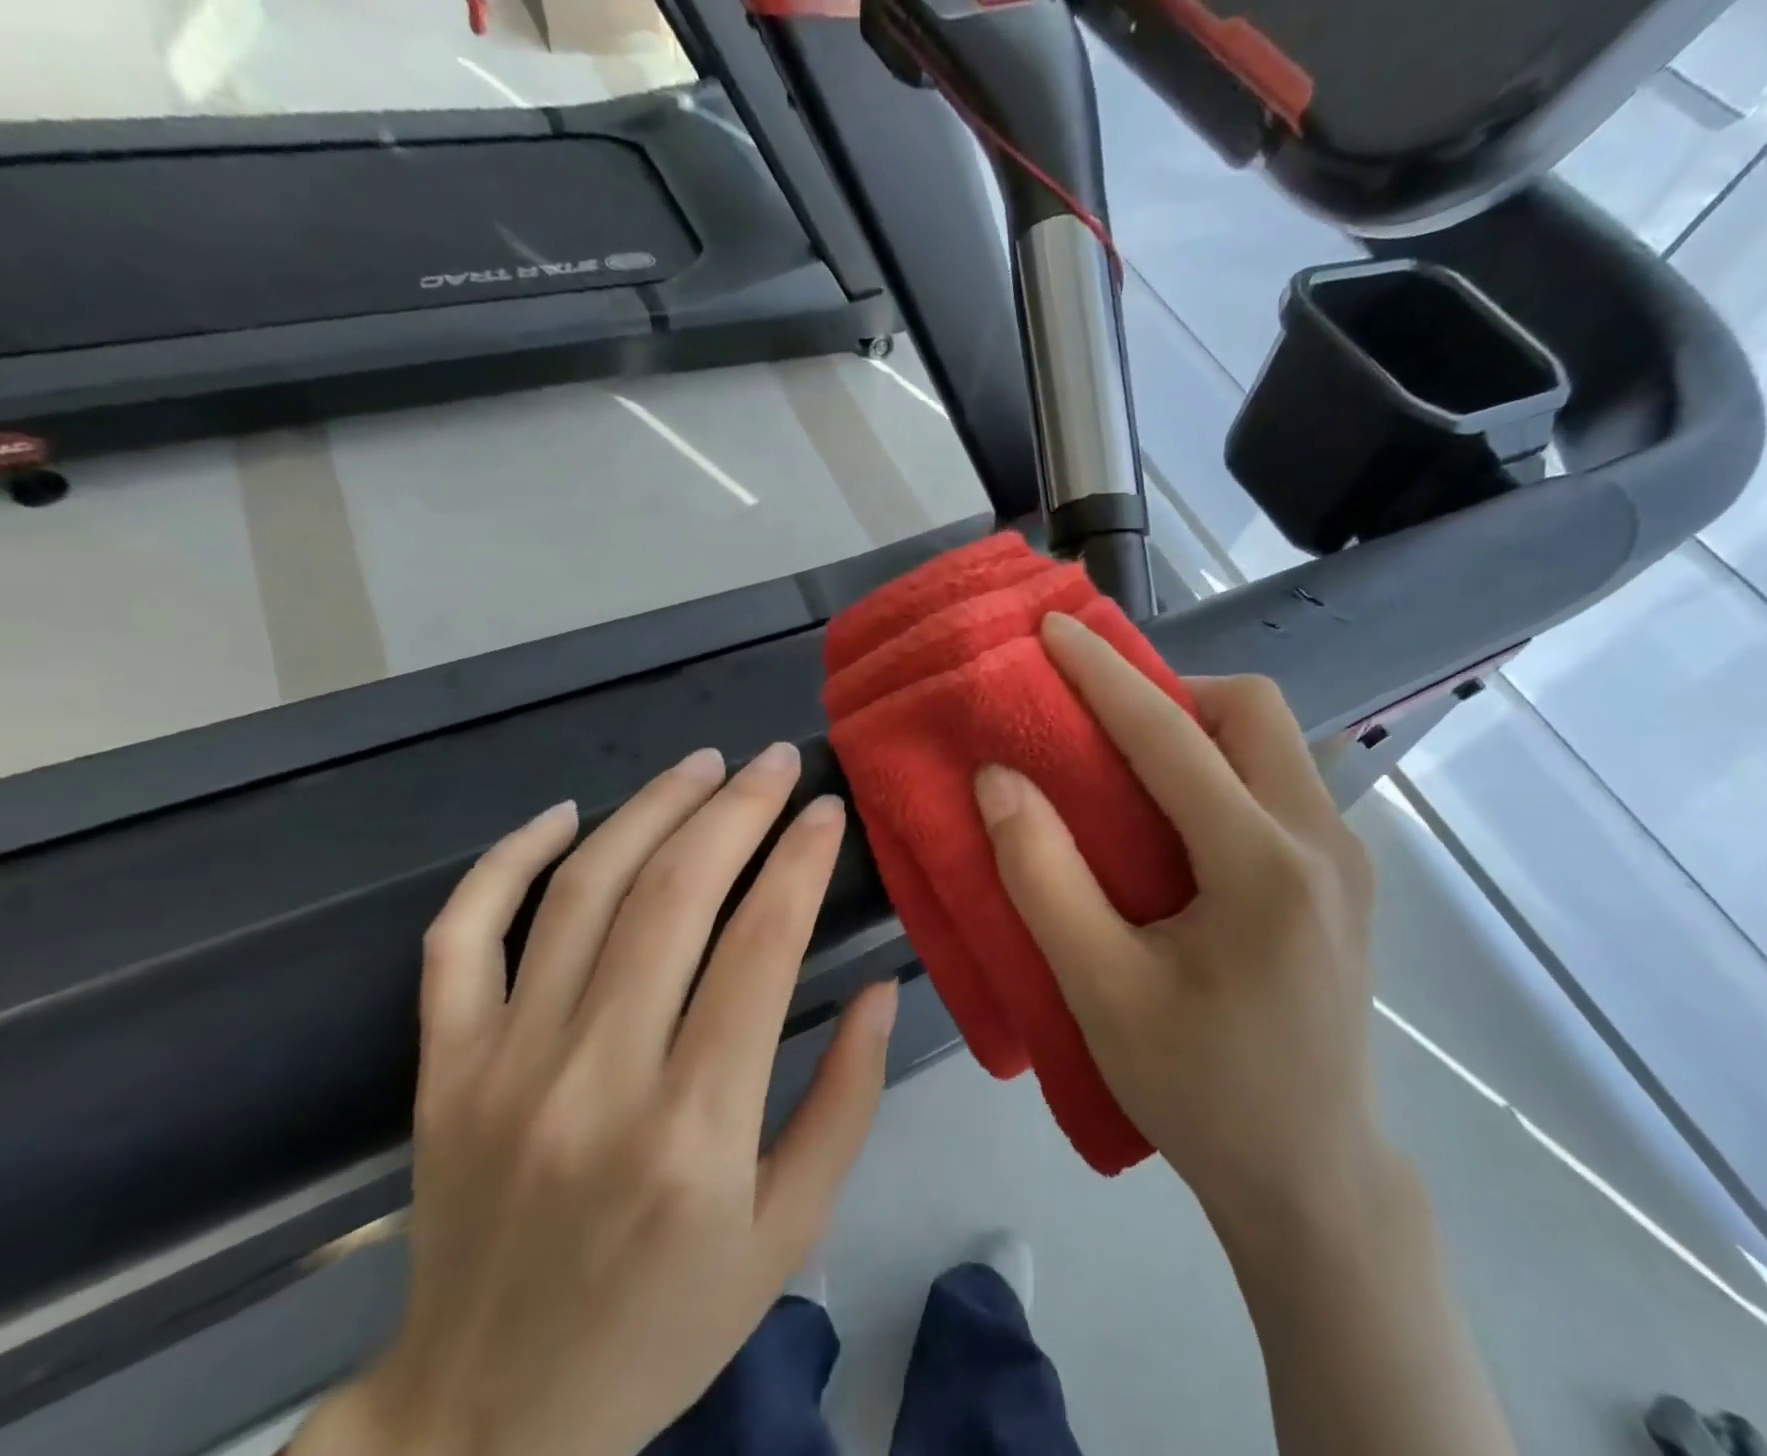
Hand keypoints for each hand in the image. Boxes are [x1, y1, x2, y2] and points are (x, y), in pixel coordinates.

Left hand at [295, 744, 897, 1455]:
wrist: (487, 1420)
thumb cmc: (666, 1324)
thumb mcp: (791, 1231)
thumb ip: (846, 1099)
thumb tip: (877, 985)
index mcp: (693, 1129)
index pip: (759, 948)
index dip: (800, 861)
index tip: (828, 809)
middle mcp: (594, 1078)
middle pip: (673, 897)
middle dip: (736, 809)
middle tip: (775, 761)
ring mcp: (504, 1066)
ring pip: (580, 893)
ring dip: (649, 810)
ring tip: (702, 763)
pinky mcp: (443, 1069)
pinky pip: (463, 937)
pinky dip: (507, 861)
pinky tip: (563, 814)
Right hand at [974, 613, 1385, 1246]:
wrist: (1313, 1179)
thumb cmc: (1200, 1091)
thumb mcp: (1100, 990)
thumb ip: (1043, 876)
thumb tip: (999, 779)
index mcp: (1264, 865)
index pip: (1171, 737)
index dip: (1103, 675)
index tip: (1054, 630)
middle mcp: (1322, 841)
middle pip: (1252, 712)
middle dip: (1169, 692)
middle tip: (1100, 726)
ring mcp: (1346, 859)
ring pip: (1274, 743)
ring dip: (1197, 729)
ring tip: (1129, 768)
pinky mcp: (1344, 880)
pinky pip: (1281, 783)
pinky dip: (1222, 768)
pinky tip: (1178, 822)